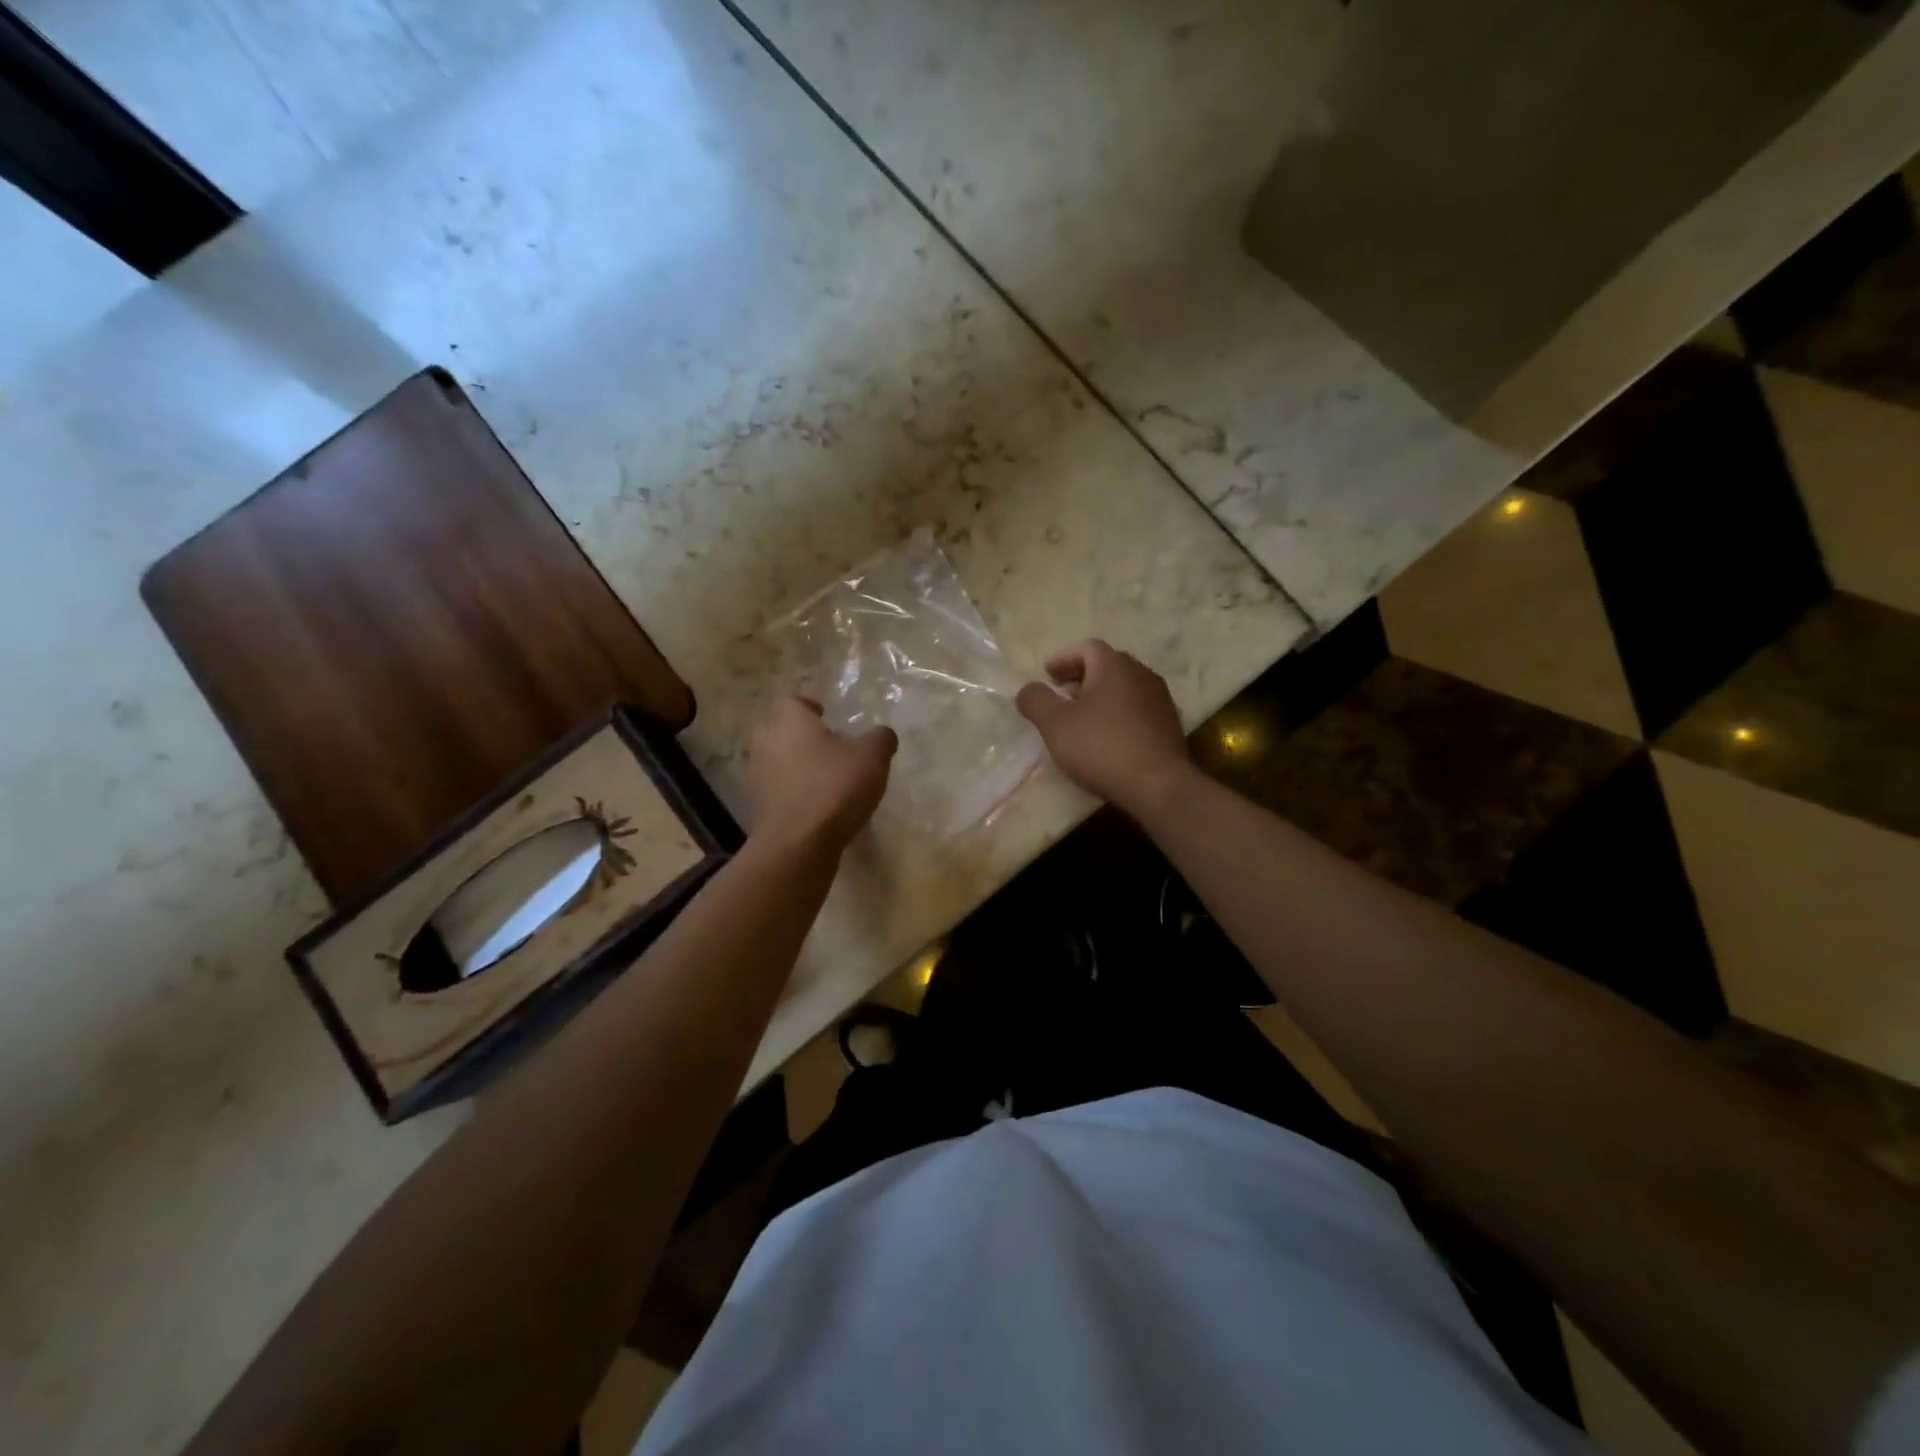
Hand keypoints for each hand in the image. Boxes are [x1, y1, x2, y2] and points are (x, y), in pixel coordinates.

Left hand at [748, 696, 896, 849]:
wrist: (799, 843)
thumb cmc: (835, 787)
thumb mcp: (872, 757)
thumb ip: (880, 739)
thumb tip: (883, 734)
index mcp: (789, 721)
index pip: (791, 700)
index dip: (809, 705)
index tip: (826, 715)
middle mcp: (766, 742)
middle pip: (781, 730)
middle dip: (803, 736)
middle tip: (831, 746)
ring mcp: (758, 776)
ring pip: (778, 760)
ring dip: (798, 766)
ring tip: (828, 778)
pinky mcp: (759, 807)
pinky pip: (779, 789)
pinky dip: (795, 792)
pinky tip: (819, 805)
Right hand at [1015, 640, 1191, 817]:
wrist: (1158, 784)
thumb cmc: (1101, 746)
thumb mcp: (1055, 724)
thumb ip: (1036, 701)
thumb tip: (1028, 689)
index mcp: (1114, 665)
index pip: (1086, 648)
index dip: (1063, 659)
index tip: (1047, 675)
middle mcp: (1141, 674)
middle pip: (1107, 665)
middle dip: (1081, 677)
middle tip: (1061, 695)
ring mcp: (1160, 699)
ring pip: (1123, 688)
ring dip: (1100, 697)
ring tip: (1082, 719)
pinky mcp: (1169, 724)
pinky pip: (1137, 709)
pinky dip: (1118, 714)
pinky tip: (1107, 738)